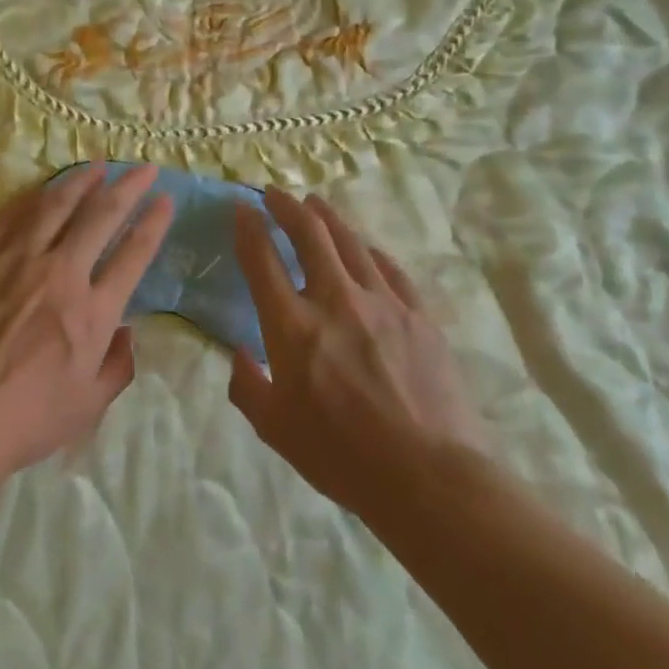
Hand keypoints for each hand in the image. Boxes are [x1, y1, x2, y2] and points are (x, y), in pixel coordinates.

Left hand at [0, 163, 173, 480]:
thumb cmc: (24, 421)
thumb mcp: (88, 406)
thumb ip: (118, 366)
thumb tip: (127, 332)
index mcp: (93, 312)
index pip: (134, 253)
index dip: (154, 222)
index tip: (165, 198)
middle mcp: (60, 274)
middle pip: (101, 216)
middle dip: (128, 187)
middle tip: (144, 168)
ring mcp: (15, 262)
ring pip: (55, 206)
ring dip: (80, 182)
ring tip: (96, 166)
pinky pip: (8, 217)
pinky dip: (30, 197)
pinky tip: (41, 189)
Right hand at [229, 189, 488, 516]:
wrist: (428, 475)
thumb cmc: (341, 456)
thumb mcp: (275, 429)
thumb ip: (248, 386)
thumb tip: (240, 354)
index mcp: (292, 327)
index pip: (262, 259)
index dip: (248, 227)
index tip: (241, 207)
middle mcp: (335, 300)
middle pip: (309, 234)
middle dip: (286, 206)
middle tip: (275, 194)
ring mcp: (382, 302)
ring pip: (350, 242)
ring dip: (327, 218)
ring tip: (315, 204)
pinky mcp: (418, 314)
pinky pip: (390, 269)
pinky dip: (370, 251)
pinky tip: (365, 248)